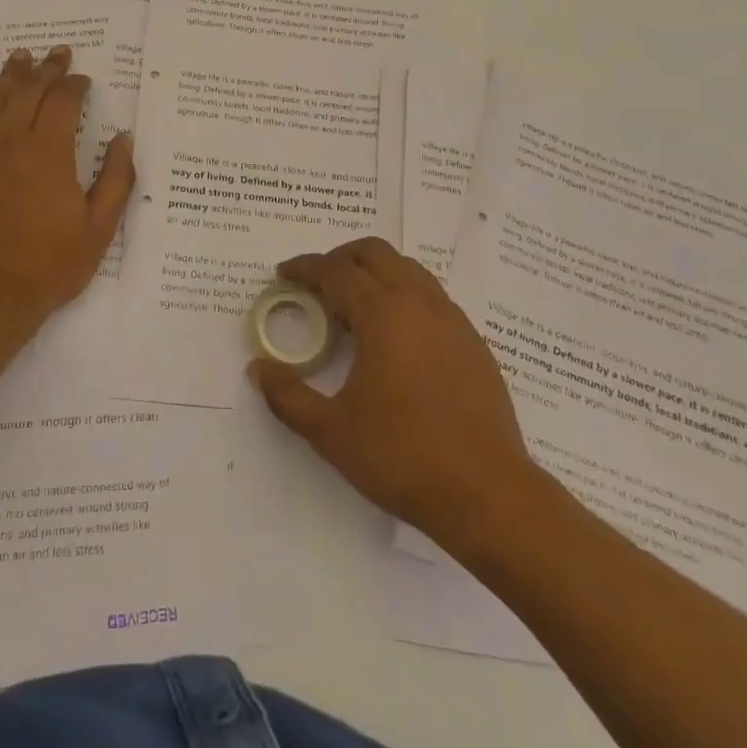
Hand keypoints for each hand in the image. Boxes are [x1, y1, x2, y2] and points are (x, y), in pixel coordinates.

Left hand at [0, 45, 135, 341]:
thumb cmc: (49, 266)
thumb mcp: (99, 228)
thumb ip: (117, 178)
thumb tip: (125, 138)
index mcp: (49, 152)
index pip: (63, 100)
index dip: (75, 84)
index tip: (83, 78)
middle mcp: (9, 142)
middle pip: (27, 91)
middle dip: (45, 69)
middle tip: (56, 53)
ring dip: (9, 75)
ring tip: (20, 57)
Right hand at [249, 237, 541, 550]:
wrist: (489, 494)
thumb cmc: (403, 457)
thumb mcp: (331, 432)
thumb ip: (288, 396)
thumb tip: (258, 369)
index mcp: (383, 314)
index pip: (336, 271)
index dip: (305, 268)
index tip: (283, 274)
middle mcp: (419, 303)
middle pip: (375, 253)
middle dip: (340, 258)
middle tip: (316, 283)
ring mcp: (452, 319)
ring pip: (408, 269)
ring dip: (374, 272)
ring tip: (352, 306)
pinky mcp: (473, 341)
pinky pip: (430, 296)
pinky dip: (403, 295)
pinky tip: (394, 336)